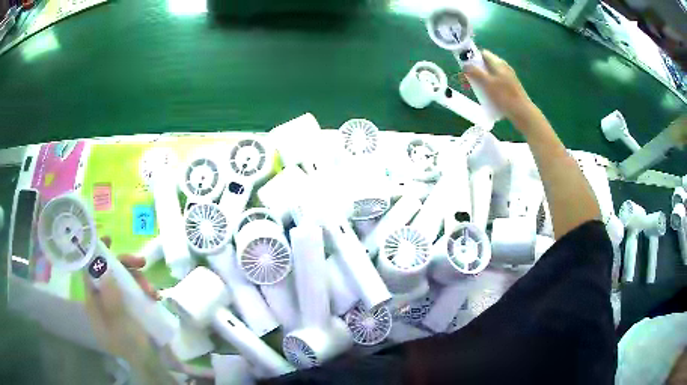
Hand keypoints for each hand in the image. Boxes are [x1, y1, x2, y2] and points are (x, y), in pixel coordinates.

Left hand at [84, 237, 158, 358]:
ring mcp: (117, 304)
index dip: (96, 254)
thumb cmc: (131, 346)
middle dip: (125, 266)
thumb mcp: (120, 323)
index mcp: (94, 304)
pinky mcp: (130, 307)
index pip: (89, 273)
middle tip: (141, 263)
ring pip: (124, 280)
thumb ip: (110, 297)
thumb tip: (102, 267)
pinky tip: (156, 297)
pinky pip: (135, 291)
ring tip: (153, 291)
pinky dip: (145, 290)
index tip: (108, 239)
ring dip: (139, 280)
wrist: (150, 364)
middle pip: (109, 273)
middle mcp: (103, 300)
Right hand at [463, 50, 539, 129]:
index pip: (482, 54)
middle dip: (475, 71)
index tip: (466, 67)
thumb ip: (475, 72)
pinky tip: (487, 96)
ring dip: (481, 80)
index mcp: (498, 63)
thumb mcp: (487, 83)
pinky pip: (495, 83)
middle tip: (468, 81)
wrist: (522, 113)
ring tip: (476, 90)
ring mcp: (507, 78)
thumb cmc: (505, 97)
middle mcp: (503, 67)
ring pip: (490, 74)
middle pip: (485, 64)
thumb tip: (464, 65)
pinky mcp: (509, 88)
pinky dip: (489, 87)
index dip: (473, 58)